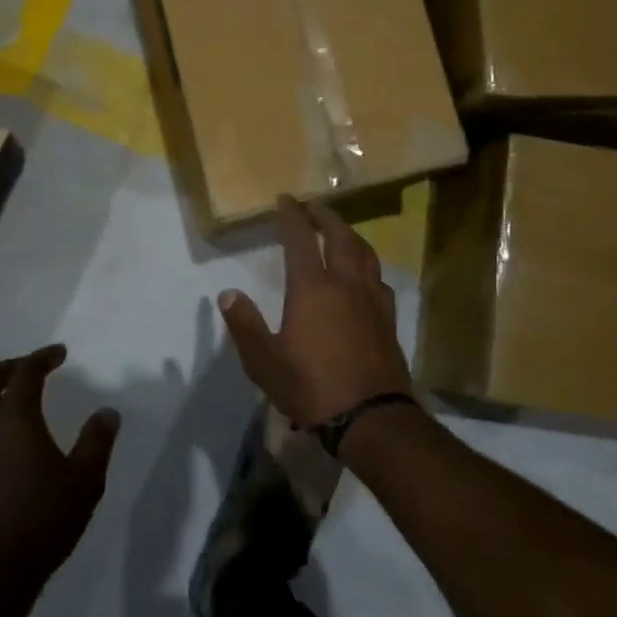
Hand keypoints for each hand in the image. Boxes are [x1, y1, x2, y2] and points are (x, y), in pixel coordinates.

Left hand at [0, 346, 119, 597]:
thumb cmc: (41, 522)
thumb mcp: (84, 482)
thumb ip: (97, 442)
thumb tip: (108, 412)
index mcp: (13, 417)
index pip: (26, 372)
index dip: (43, 357)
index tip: (59, 354)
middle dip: (7, 368)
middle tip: (27, 370)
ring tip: (5, 410)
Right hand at [219, 197, 414, 430]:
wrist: (370, 417)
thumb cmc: (311, 387)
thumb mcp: (264, 361)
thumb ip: (245, 324)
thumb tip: (228, 294)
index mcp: (312, 288)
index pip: (300, 239)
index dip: (291, 216)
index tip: (284, 199)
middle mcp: (345, 284)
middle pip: (339, 237)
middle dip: (325, 216)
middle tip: (314, 206)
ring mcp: (371, 300)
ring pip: (364, 253)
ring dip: (350, 235)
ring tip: (340, 231)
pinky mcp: (388, 319)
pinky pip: (378, 278)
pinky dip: (367, 264)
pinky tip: (365, 275)